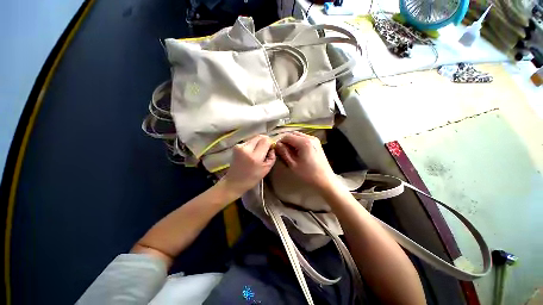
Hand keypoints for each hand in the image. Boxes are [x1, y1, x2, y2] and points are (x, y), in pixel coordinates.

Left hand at [223, 135, 275, 195]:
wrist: (234, 182)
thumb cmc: (252, 178)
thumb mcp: (266, 169)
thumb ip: (272, 157)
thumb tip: (272, 148)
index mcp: (255, 157)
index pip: (265, 140)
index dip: (270, 142)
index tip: (271, 148)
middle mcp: (246, 149)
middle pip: (259, 137)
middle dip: (265, 141)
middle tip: (266, 149)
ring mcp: (239, 146)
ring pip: (254, 138)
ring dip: (258, 143)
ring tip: (258, 152)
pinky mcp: (236, 146)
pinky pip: (249, 141)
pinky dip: (252, 145)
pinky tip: (251, 153)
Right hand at [275, 131, 335, 190]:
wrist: (325, 180)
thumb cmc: (308, 174)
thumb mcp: (293, 164)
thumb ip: (284, 152)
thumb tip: (277, 145)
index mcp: (304, 142)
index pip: (287, 136)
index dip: (280, 142)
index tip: (277, 149)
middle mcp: (310, 137)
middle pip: (293, 134)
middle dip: (286, 141)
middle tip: (282, 151)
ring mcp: (315, 139)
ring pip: (298, 136)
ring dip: (292, 141)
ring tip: (289, 152)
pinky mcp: (317, 143)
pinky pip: (304, 139)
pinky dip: (298, 143)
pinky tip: (297, 152)